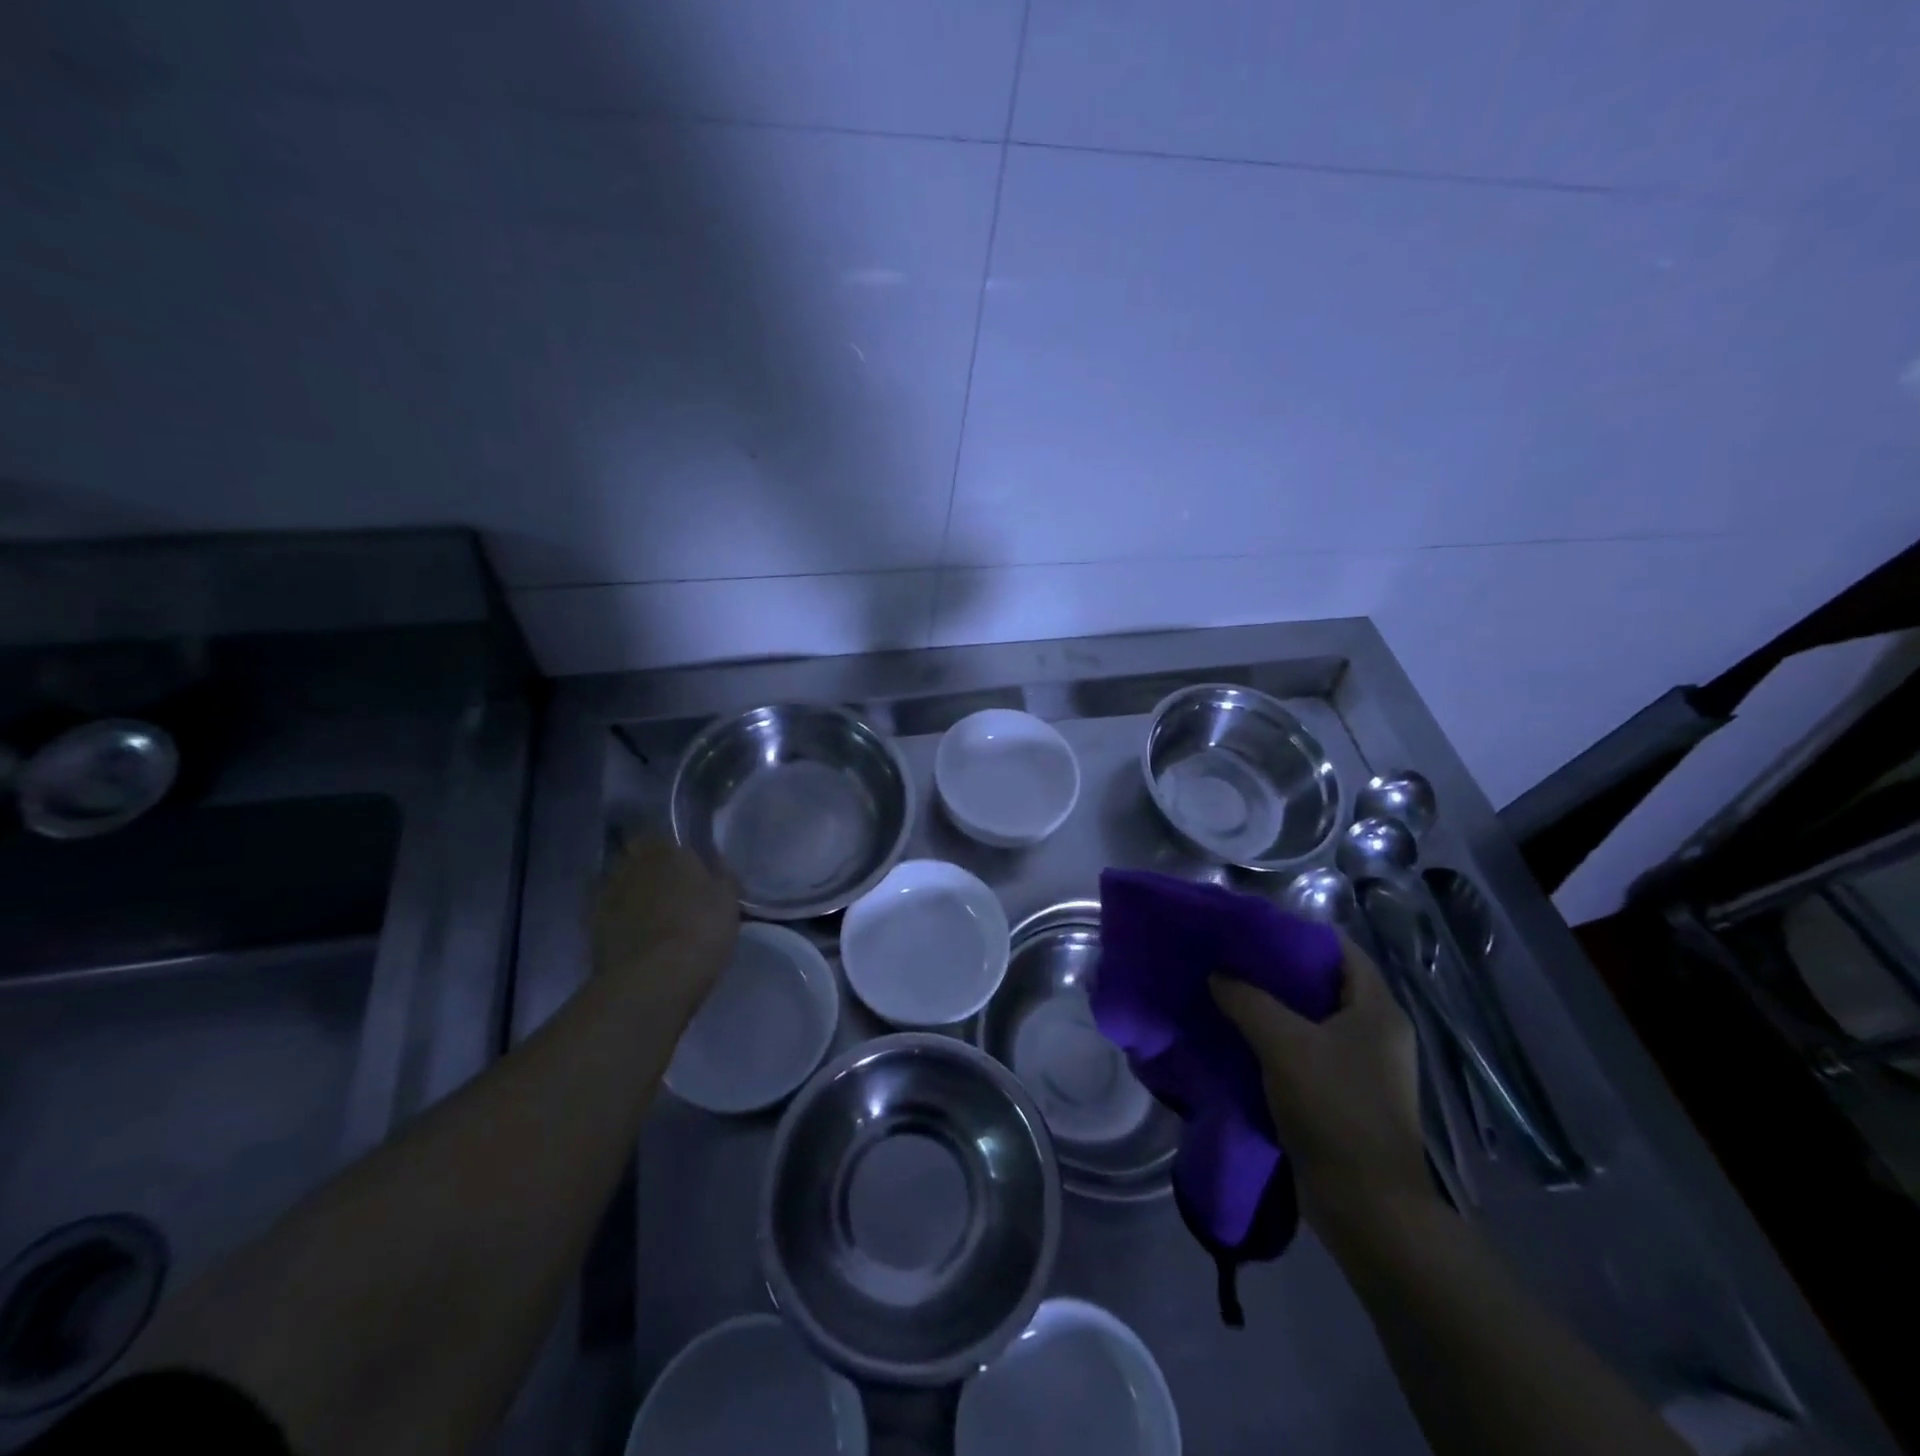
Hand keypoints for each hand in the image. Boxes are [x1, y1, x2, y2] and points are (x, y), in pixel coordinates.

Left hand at [592, 838, 739, 1011]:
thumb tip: (715, 862)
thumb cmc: (701, 929)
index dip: (671, 849)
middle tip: (666, 886)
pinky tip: (633, 932)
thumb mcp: (729, 899)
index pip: (663, 835)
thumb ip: (721, 875)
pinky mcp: (591, 925)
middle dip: (647, 866)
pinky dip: (618, 917)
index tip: (683, 863)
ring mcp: (607, 893)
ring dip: (630, 891)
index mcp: (667, 849)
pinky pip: (607, 912)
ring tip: (648, 912)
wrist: (655, 978)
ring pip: (619, 882)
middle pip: (636, 856)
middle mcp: (632, 863)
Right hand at [1212, 938, 1433, 1234]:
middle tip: (1231, 960)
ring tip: (1229, 993)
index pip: (1341, 949)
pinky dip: (1278, 1040)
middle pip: (1324, 983)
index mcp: (1378, 1010)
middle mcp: (1377, 1032)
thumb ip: (1247, 1000)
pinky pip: (1309, 1051)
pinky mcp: (1346, 1095)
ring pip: (1313, 1020)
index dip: (1298, 933)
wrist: (1367, 1205)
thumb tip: (1218, 974)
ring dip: (1274, 1008)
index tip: (1252, 930)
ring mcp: (1364, 1067)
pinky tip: (1241, 1038)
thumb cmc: (1334, 1109)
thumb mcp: (1284, 1044)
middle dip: (1278, 970)